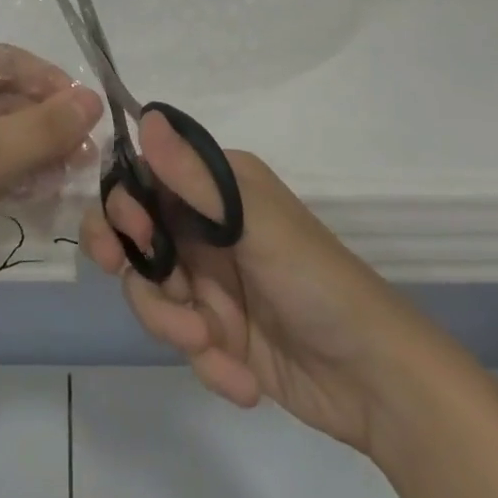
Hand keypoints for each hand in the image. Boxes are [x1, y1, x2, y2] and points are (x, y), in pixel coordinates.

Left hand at [0, 45, 102, 328]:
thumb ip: (42, 127)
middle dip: (45, 123)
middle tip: (86, 159)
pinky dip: (5, 174)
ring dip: (30, 151)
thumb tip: (93, 98)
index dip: (53, 83)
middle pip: (0, 95)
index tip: (91, 119)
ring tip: (67, 180)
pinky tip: (32, 196)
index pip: (8, 60)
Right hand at [82, 111, 445, 455]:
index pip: (146, 179)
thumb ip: (194, 177)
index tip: (131, 232)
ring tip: (208, 341)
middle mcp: (204, 227)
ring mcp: (209, 281)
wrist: (378, 382)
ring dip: (170, 320)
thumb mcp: (254, 223)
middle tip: (119, 270)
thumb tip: (146, 116)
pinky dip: (207, 361)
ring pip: (150, 290)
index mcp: (216, 188)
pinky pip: (181, 339)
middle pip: (134, 234)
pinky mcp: (216, 332)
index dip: (125, 203)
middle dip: (125, 257)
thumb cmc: (316, 281)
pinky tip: (244, 379)